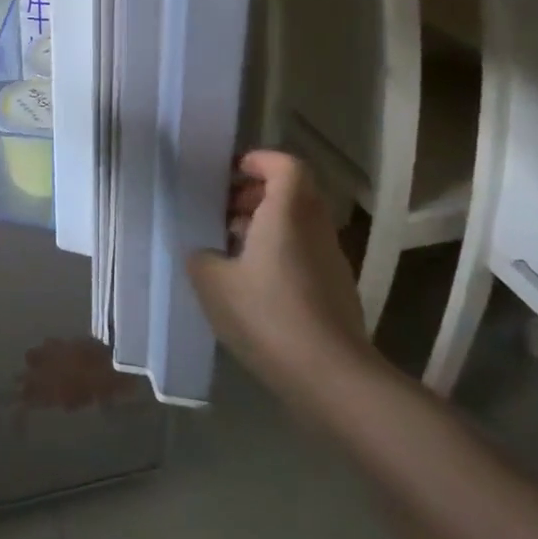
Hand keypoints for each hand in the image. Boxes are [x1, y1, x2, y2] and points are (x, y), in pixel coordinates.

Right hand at [187, 150, 370, 401]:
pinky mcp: (335, 289)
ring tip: (229, 248)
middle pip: (293, 192)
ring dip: (265, 224)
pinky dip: (278, 251)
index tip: (230, 174)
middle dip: (256, 193)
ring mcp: (330, 260)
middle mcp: (314, 228)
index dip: (259, 161)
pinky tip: (250, 283)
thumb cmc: (268, 316)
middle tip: (222, 210)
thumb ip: (202, 256)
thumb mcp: (213, 283)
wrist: (332, 378)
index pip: (286, 165)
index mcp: (287, 213)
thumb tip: (206, 251)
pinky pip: (304, 251)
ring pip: (298, 223)